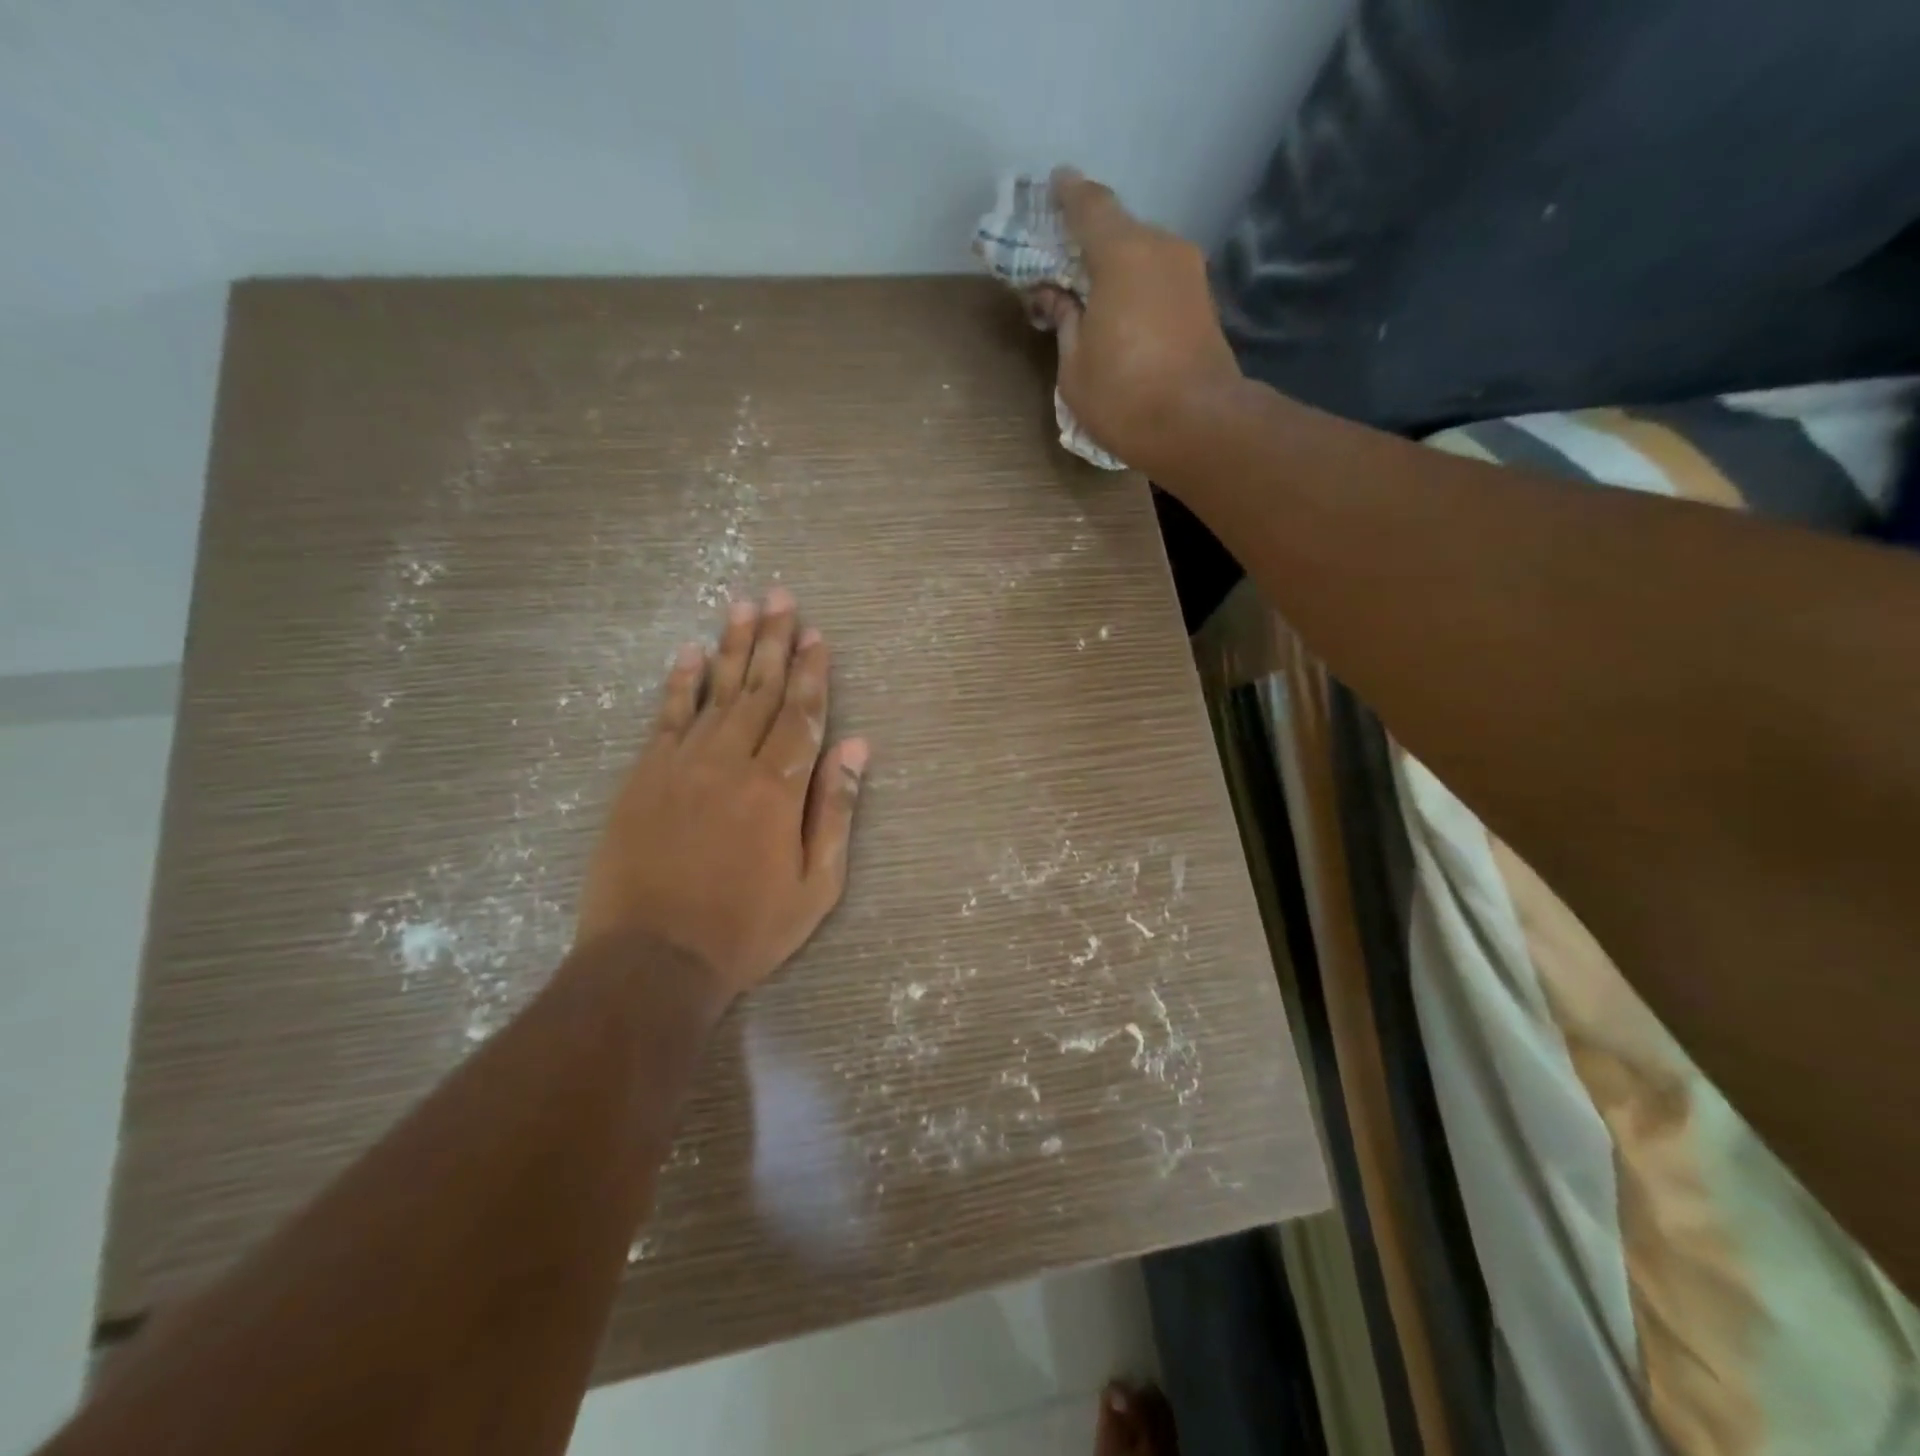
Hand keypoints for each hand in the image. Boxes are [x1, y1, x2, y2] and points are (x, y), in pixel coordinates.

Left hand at [576, 587, 868, 1004]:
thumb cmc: (747, 928)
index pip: (803, 714)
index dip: (813, 672)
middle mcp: (732, 761)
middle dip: (776, 641)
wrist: (653, 959)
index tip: (819, 635)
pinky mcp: (644, 775)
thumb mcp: (816, 885)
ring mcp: (682, 764)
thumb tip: (856, 748)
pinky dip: (679, 681)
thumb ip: (834, 810)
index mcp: (777, 787)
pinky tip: (690, 651)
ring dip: (734, 645)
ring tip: (744, 604)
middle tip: (782, 596)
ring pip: (716, 691)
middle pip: (760, 689)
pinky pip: (665, 716)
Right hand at [1036, 168, 1242, 475]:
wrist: (1198, 425)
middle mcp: (1161, 247)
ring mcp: (1188, 273)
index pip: (1090, 206)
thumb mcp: (1074, 366)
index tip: (1054, 184)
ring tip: (1091, 293)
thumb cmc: (1124, 396)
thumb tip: (1056, 297)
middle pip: (1119, 230)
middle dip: (1089, 241)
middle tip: (1063, 260)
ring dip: (1116, 267)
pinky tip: (1121, 311)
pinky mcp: (1202, 301)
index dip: (1068, 194)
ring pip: (1142, 254)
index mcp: (1121, 253)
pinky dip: (1137, 285)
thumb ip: (1064, 321)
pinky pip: (1159, 278)